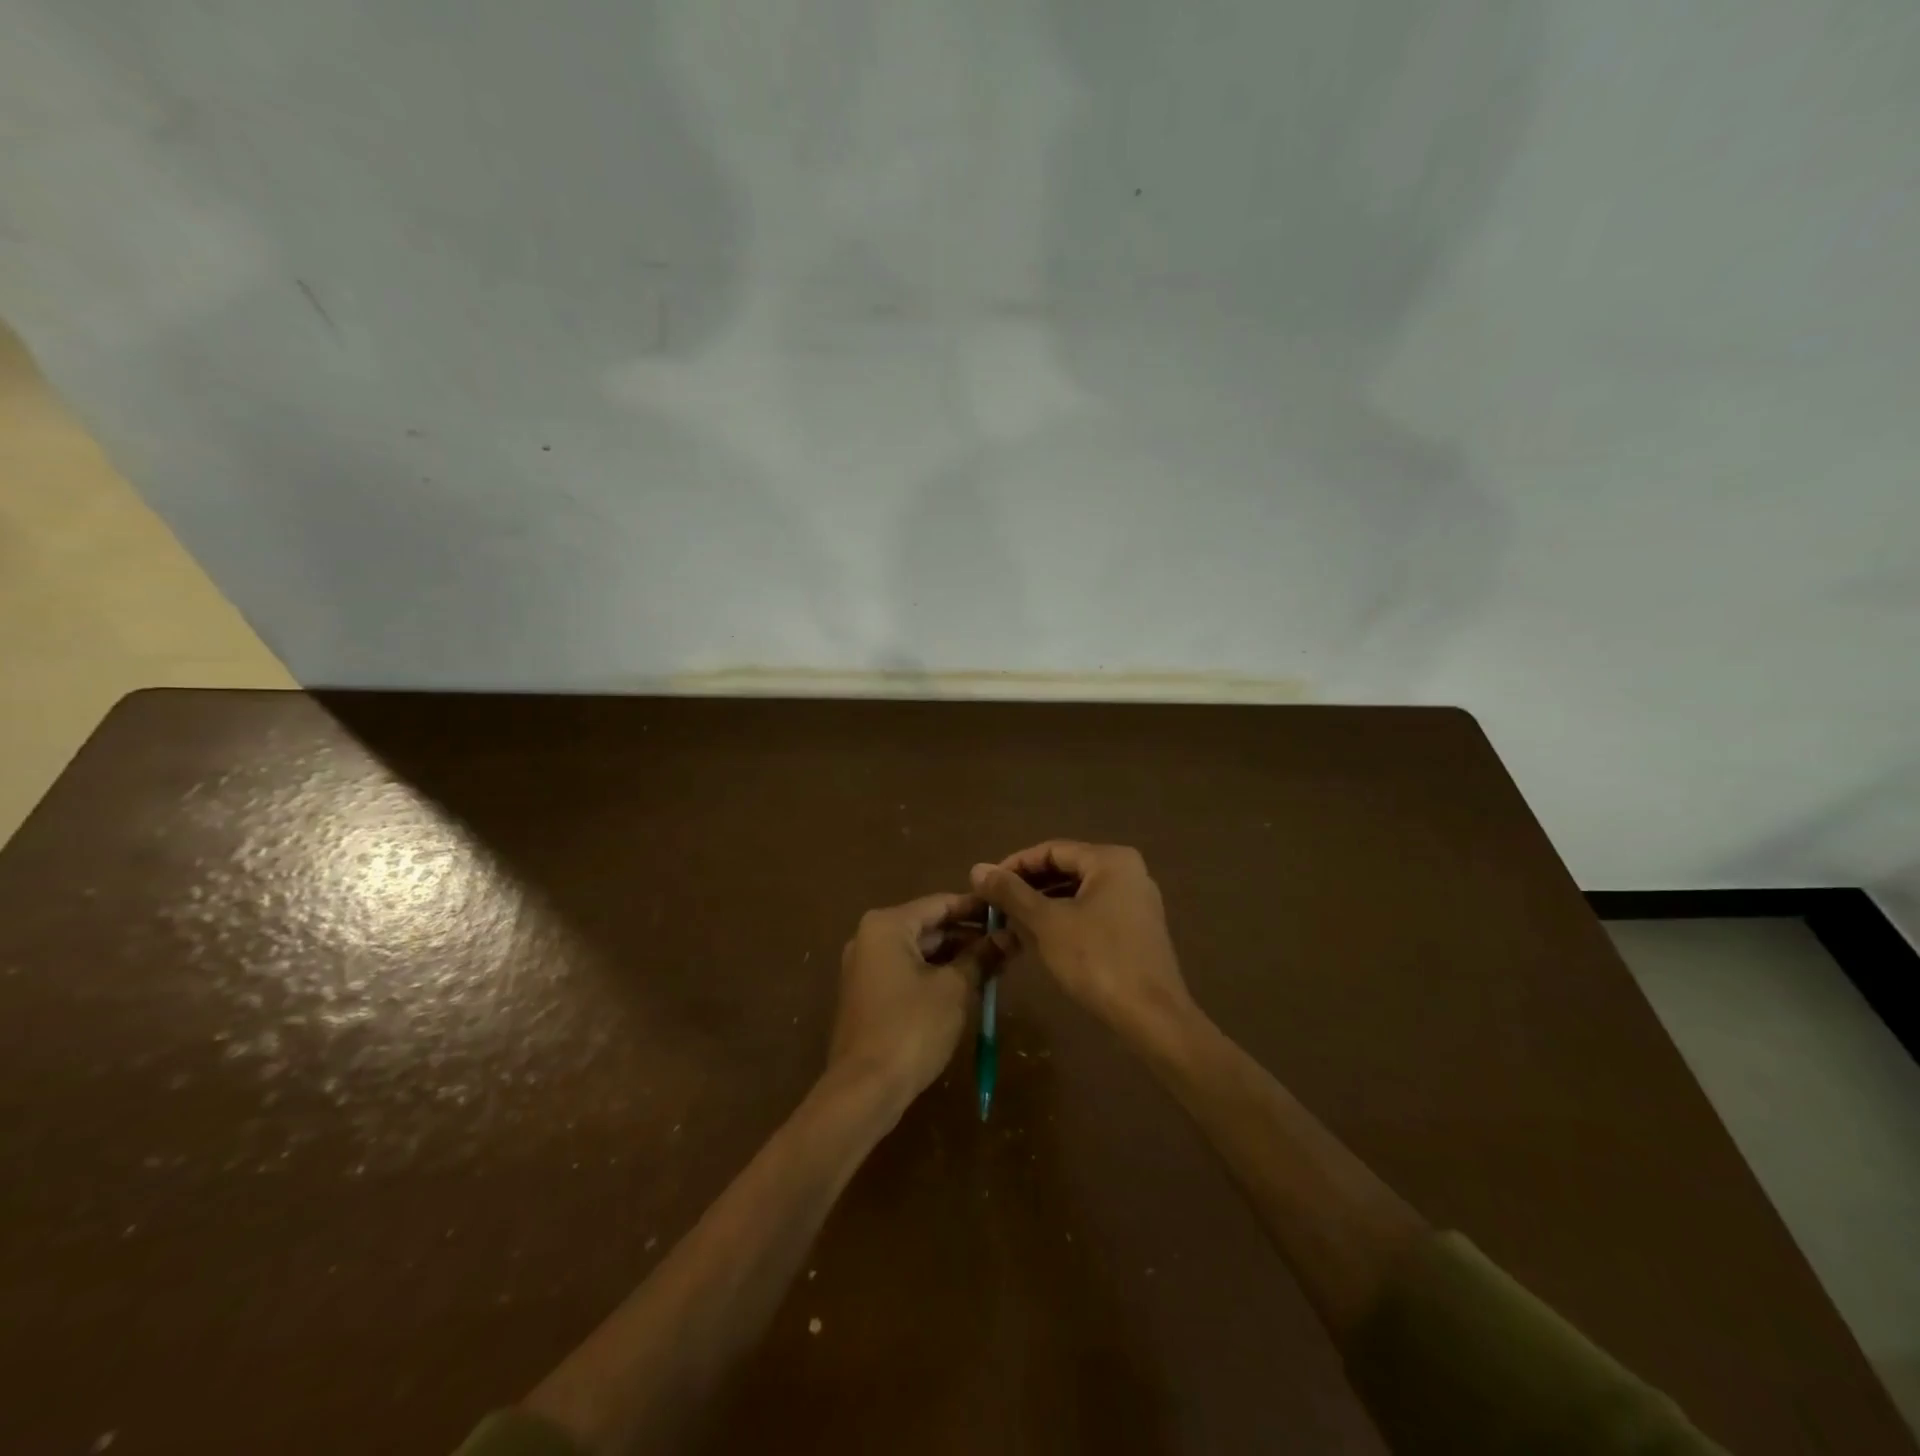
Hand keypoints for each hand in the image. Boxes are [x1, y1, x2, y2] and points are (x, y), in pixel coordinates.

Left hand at [829, 893, 1003, 1104]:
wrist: (865, 1089)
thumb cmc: (911, 1028)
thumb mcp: (954, 989)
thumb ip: (981, 957)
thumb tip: (1009, 937)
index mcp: (887, 925)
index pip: (940, 903)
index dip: (977, 908)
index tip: (1009, 909)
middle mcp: (871, 937)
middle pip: (929, 925)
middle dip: (969, 934)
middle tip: (1008, 941)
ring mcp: (867, 966)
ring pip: (920, 950)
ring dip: (956, 956)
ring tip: (996, 963)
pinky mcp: (869, 993)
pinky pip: (909, 970)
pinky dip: (937, 973)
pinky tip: (969, 983)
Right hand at [970, 841, 1192, 1043]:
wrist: (1152, 1017)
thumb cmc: (1097, 960)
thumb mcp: (1046, 923)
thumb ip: (1010, 892)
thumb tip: (977, 868)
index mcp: (1110, 860)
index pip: (1050, 850)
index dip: (1013, 866)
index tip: (985, 886)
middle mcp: (1128, 871)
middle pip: (1066, 869)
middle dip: (1028, 887)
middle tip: (995, 906)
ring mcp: (1136, 901)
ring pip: (1078, 893)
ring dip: (1043, 905)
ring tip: (1011, 924)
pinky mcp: (1137, 929)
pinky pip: (1093, 911)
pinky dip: (1065, 920)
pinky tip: (1041, 940)